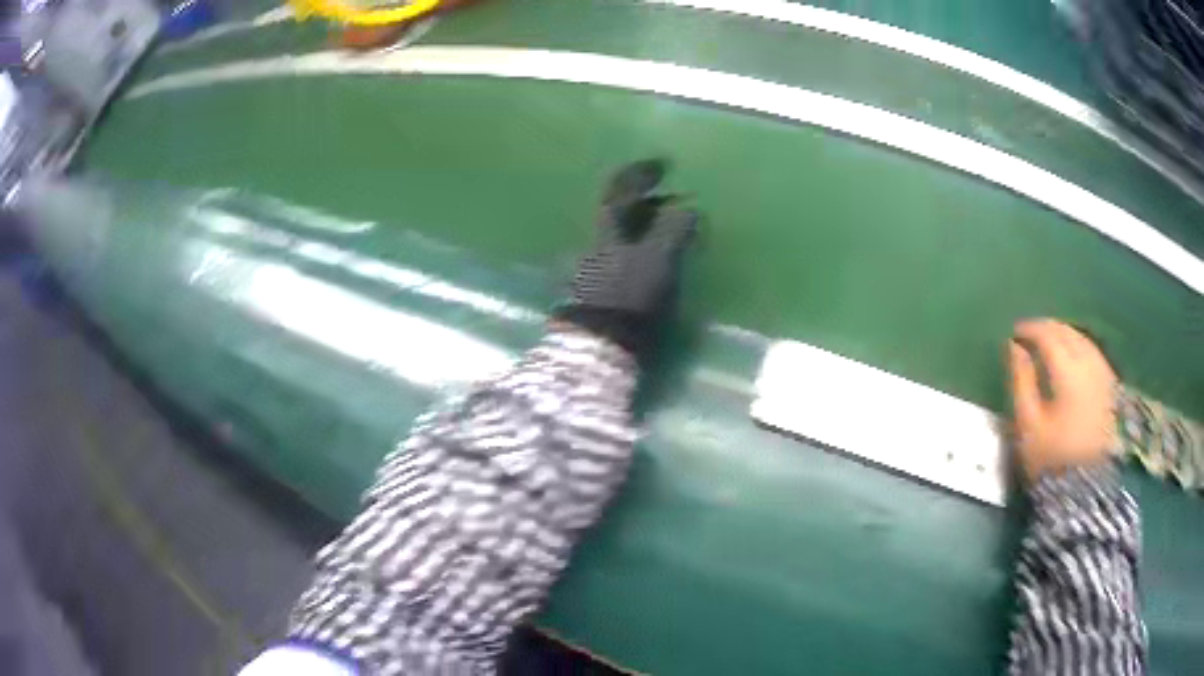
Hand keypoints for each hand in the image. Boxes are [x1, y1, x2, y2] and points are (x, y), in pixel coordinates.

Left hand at [555, 159, 698, 356]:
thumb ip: (673, 231)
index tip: (660, 165)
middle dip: (643, 203)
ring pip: (618, 237)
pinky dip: (636, 252)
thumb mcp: (658, 260)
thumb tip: (689, 209)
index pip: (619, 190)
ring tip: (666, 233)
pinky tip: (650, 262)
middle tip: (669, 201)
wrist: (599, 343)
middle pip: (617, 214)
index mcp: (607, 229)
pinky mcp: (595, 291)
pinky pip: (619, 259)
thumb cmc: (630, 297)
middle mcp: (594, 242)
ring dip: (641, 229)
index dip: (639, 174)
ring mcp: (590, 268)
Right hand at [1009, 319, 1117, 481]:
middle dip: (1047, 328)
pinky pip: (1094, 353)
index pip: (1048, 335)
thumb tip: (1014, 347)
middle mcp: (1089, 364)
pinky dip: (1080, 346)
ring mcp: (1103, 374)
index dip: (1029, 329)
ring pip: (1083, 339)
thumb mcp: (1028, 424)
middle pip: (1067, 332)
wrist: (1084, 489)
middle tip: (1030, 333)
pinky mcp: (1110, 387)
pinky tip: (1073, 354)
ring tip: (1050, 341)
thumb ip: (1021, 381)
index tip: (1014, 333)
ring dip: (1065, 334)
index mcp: (1068, 371)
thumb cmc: (1051, 458)